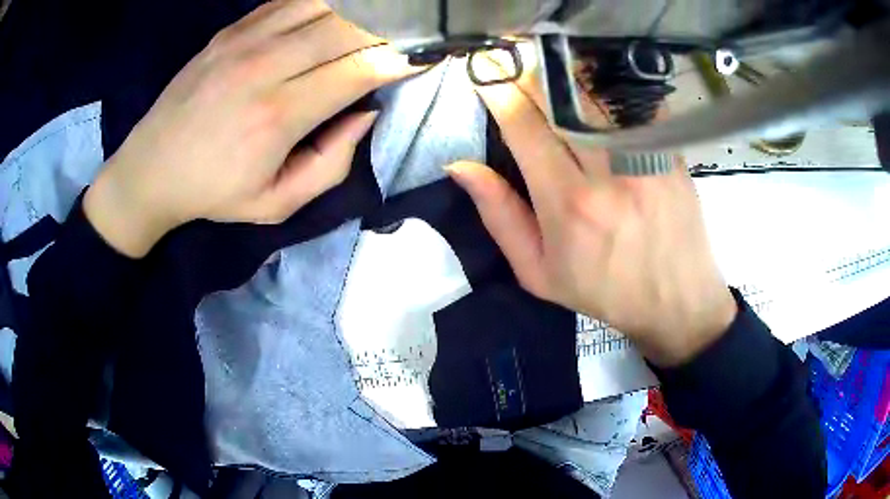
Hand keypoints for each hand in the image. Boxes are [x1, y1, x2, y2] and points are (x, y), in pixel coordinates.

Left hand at [84, 0, 421, 257]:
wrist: (152, 168)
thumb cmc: (213, 192)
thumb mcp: (276, 204)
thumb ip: (331, 164)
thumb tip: (366, 113)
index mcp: (278, 116)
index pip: (359, 71)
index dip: (398, 61)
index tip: (420, 59)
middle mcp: (264, 67)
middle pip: (347, 27)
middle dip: (387, 28)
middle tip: (404, 35)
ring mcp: (243, 42)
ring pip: (322, 5)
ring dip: (357, 11)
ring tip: (373, 23)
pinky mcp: (230, 31)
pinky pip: (288, 1)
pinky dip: (320, 3)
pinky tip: (331, 15)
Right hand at [448, 52, 736, 366]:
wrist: (675, 300)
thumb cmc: (603, 290)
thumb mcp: (538, 271)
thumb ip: (499, 216)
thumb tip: (461, 167)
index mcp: (567, 203)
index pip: (524, 127)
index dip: (500, 94)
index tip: (487, 75)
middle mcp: (607, 172)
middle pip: (561, 100)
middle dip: (532, 76)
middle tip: (517, 64)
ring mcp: (645, 159)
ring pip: (598, 96)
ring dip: (570, 79)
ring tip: (556, 74)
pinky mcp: (670, 154)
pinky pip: (637, 104)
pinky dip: (613, 90)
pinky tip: (602, 90)